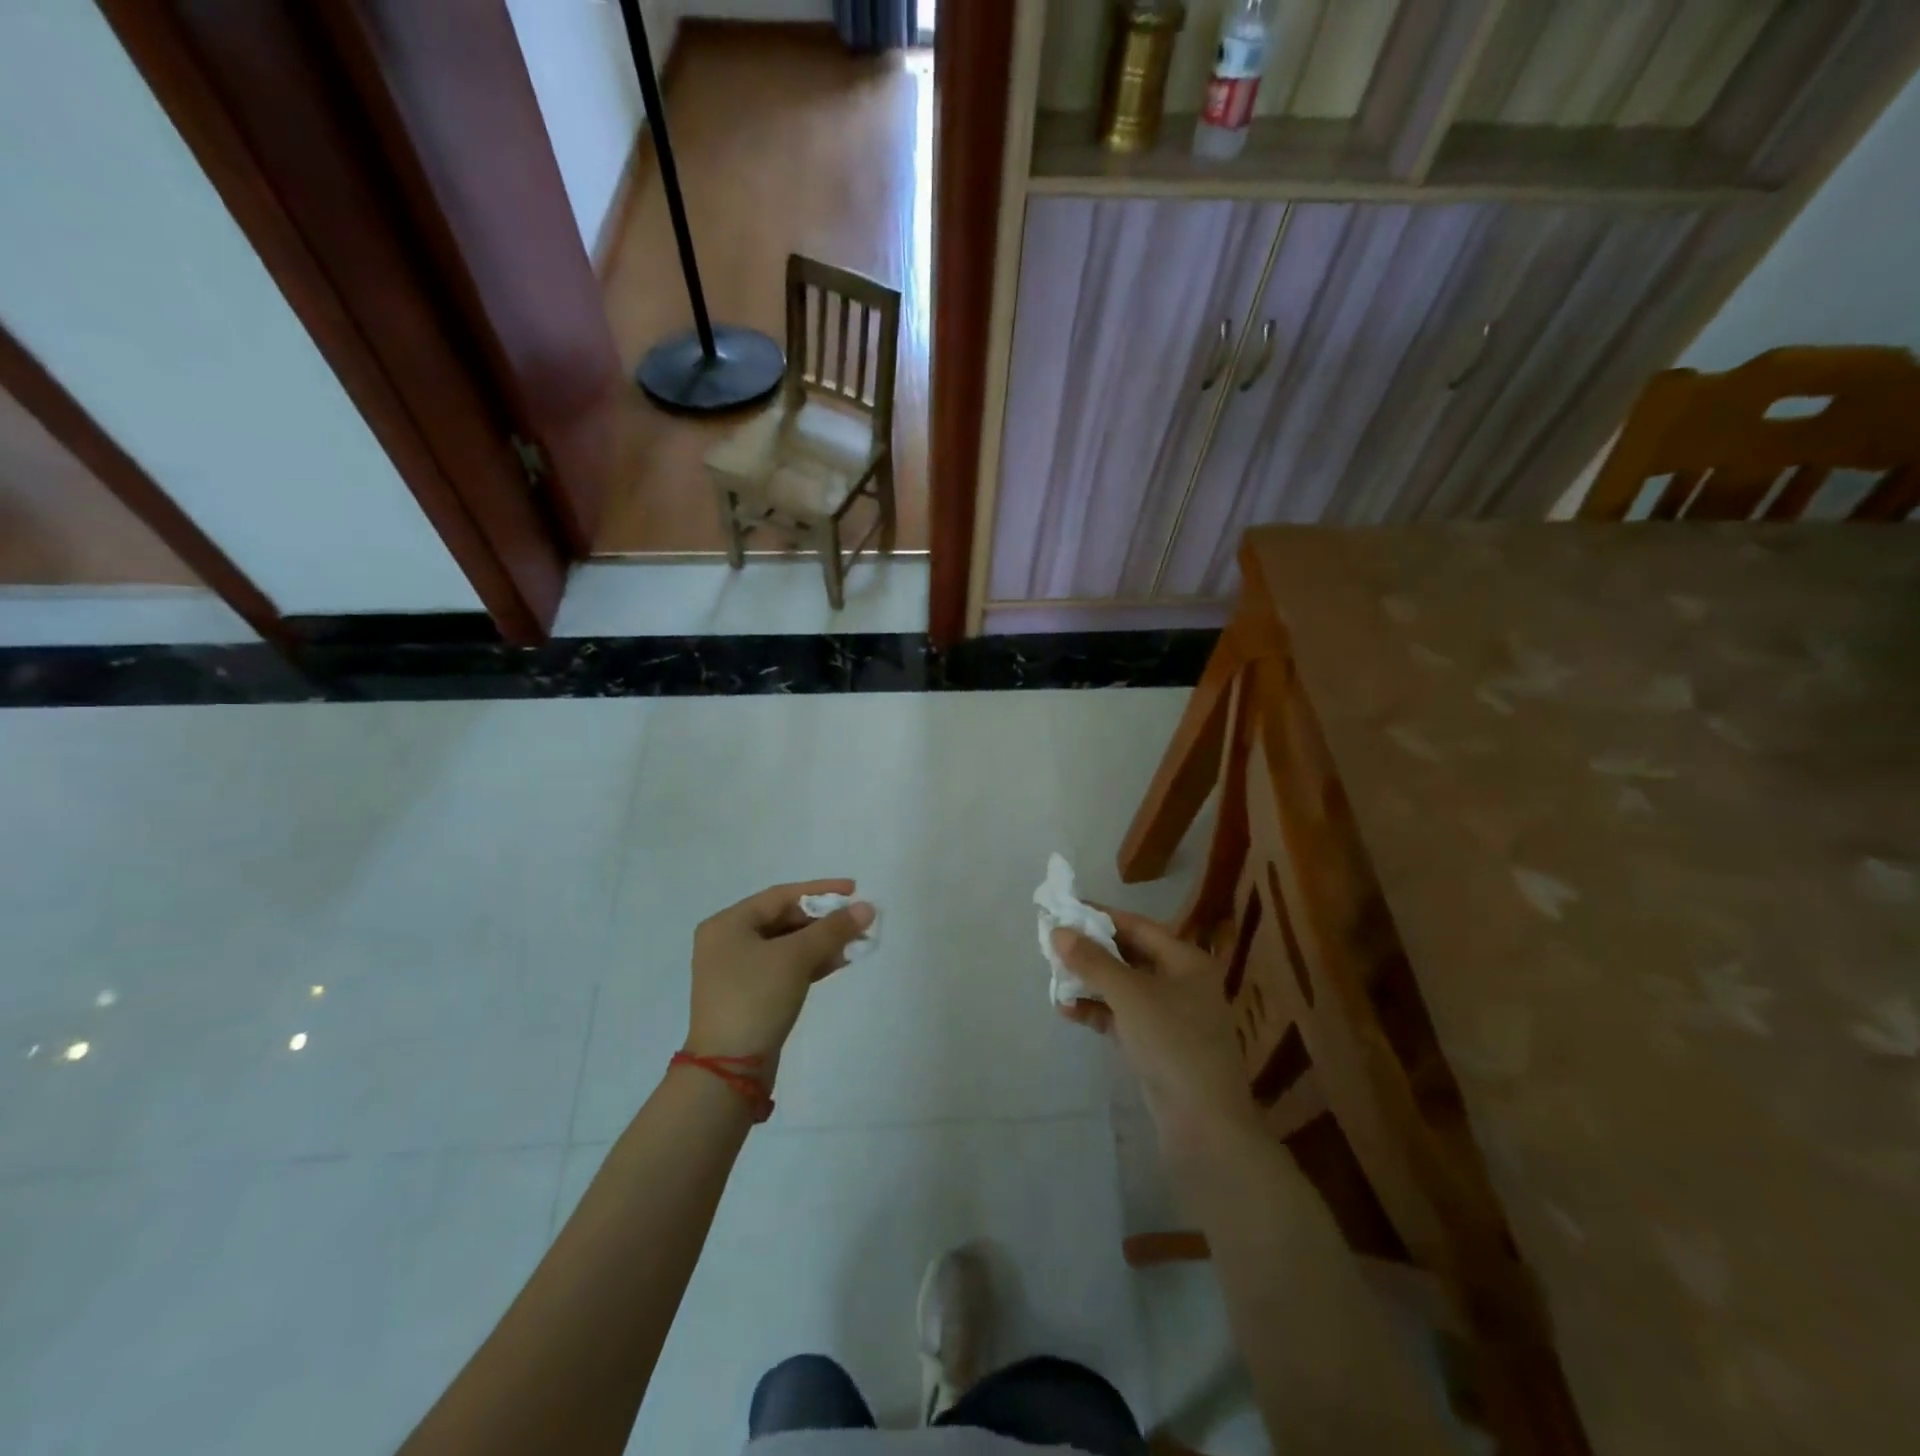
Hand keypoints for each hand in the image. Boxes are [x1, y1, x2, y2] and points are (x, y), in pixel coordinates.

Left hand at [687, 880, 873, 1070]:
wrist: (729, 1070)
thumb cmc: (755, 998)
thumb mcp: (795, 958)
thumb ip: (832, 929)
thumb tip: (868, 907)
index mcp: (727, 924)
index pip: (781, 896)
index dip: (820, 891)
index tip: (854, 889)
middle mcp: (728, 942)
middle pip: (784, 919)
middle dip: (824, 920)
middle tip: (858, 920)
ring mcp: (738, 971)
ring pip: (788, 945)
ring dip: (822, 942)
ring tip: (857, 940)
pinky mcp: (751, 995)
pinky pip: (786, 967)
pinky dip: (812, 962)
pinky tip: (840, 961)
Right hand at [1053, 908, 1263, 1166]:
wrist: (1205, 1126)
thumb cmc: (1173, 1044)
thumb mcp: (1130, 995)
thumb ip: (1093, 961)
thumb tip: (1058, 930)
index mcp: (1185, 960)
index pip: (1137, 925)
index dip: (1100, 916)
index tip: (1063, 909)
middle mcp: (1181, 982)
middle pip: (1129, 955)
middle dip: (1091, 951)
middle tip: (1052, 945)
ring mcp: (1170, 1016)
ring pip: (1122, 987)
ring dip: (1090, 982)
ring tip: (1054, 979)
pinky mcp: (1157, 1045)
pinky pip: (1121, 1016)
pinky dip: (1097, 1010)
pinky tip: (1067, 1010)